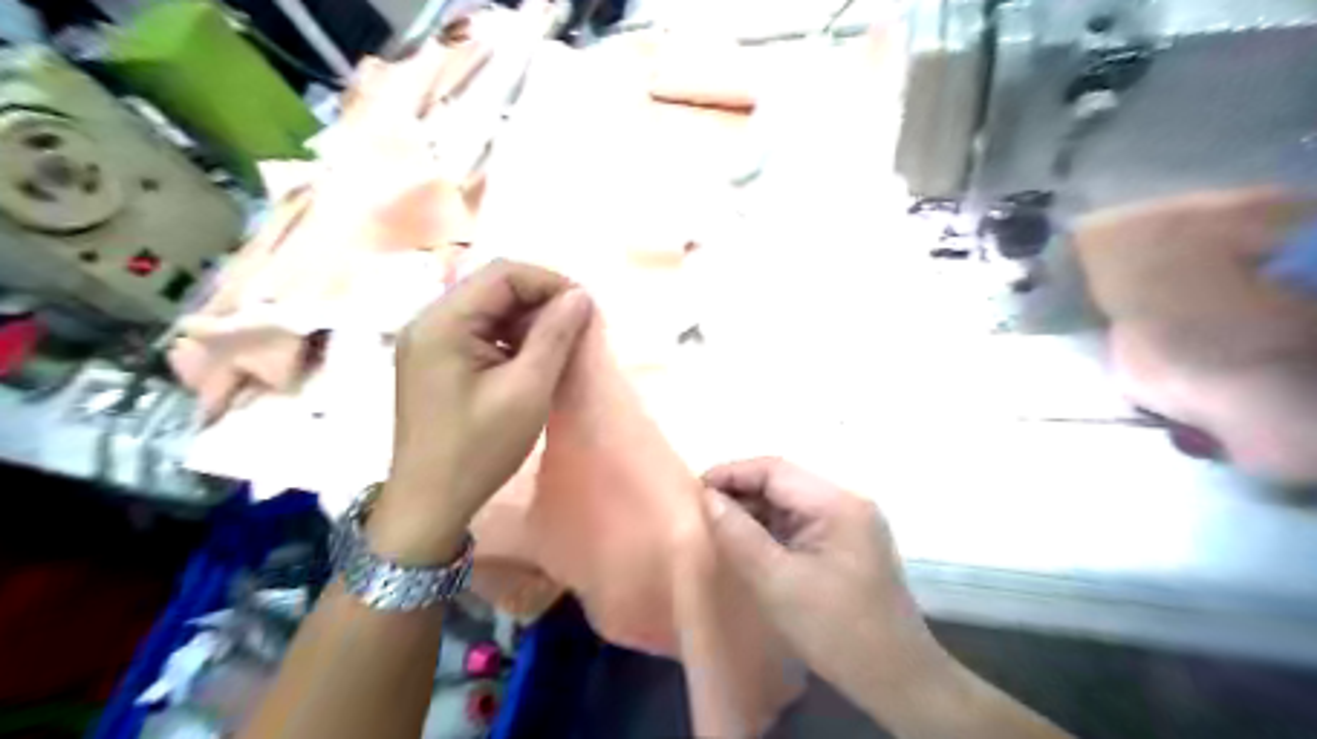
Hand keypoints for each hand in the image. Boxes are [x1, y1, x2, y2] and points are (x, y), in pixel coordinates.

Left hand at [372, 261, 595, 565]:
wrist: (430, 503)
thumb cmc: (479, 448)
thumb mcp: (527, 390)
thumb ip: (554, 335)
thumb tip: (580, 296)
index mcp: (443, 322)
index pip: (503, 274)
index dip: (550, 283)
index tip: (585, 310)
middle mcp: (428, 321)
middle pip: (493, 287)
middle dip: (540, 302)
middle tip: (575, 330)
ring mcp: (428, 341)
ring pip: (488, 309)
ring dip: (527, 321)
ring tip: (556, 348)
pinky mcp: (434, 360)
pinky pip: (478, 331)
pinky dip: (509, 338)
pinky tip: (529, 361)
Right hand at [710, 458, 945, 717]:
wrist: (896, 678)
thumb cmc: (835, 630)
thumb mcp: (776, 582)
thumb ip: (739, 534)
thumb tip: (708, 498)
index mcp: (837, 504)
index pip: (775, 470)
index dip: (732, 473)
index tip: (695, 489)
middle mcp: (847, 502)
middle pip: (784, 483)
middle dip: (742, 492)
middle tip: (702, 511)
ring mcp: (850, 522)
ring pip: (791, 502)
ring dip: (755, 510)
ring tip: (719, 526)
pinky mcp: (848, 542)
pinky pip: (801, 522)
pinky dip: (772, 528)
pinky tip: (749, 542)